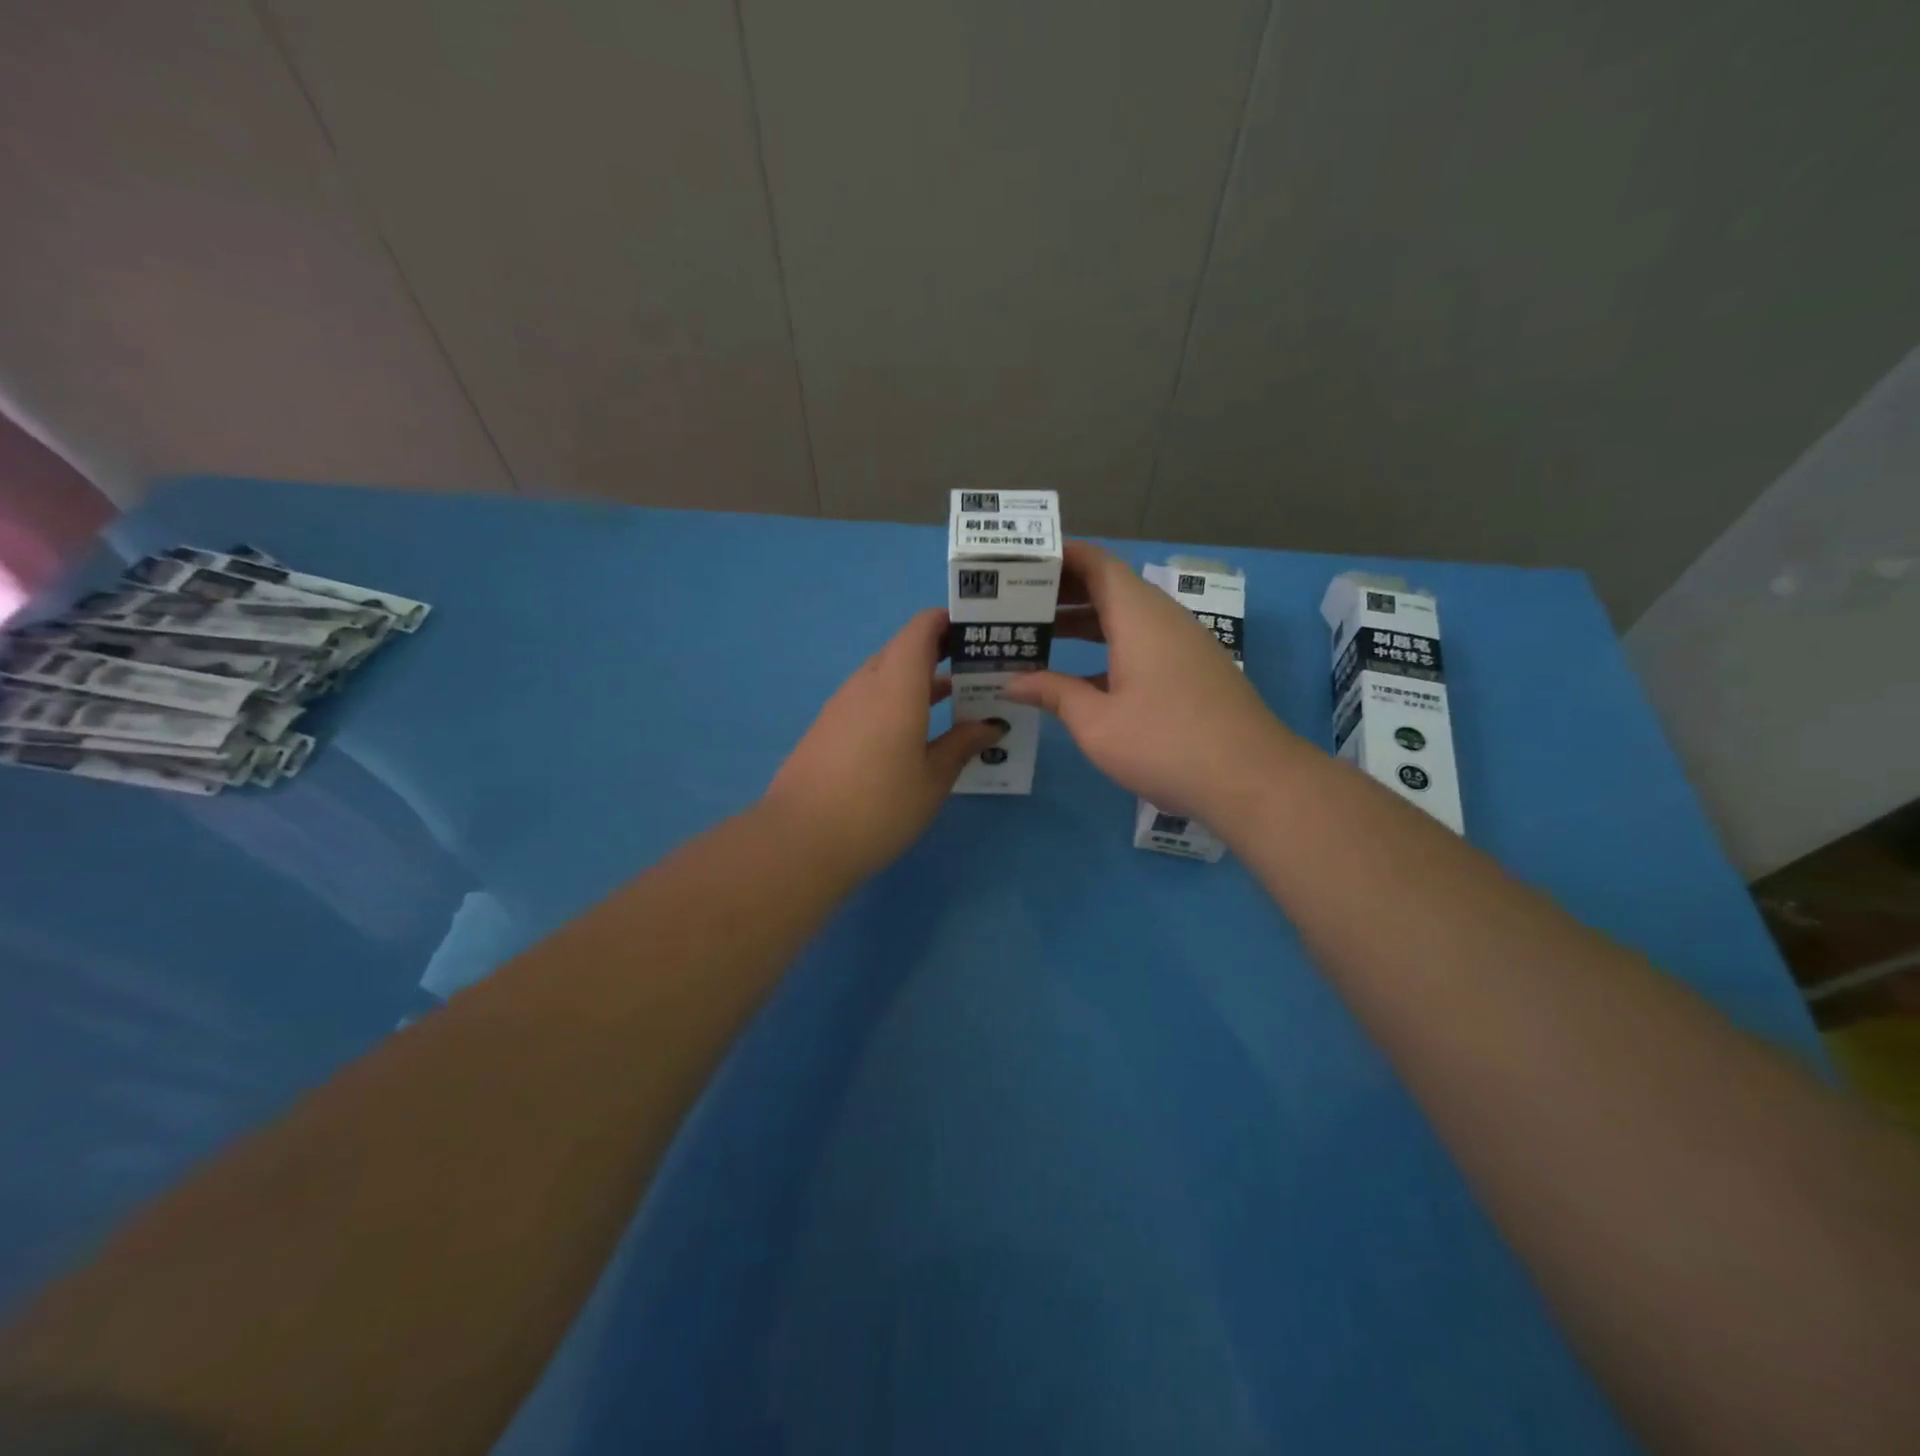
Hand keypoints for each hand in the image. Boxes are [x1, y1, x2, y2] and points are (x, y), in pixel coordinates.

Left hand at [763, 608, 1004, 879]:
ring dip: (915, 680)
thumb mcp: (932, 779)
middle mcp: (865, 685)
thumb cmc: (880, 807)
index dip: (947, 622)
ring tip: (952, 700)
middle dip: (937, 653)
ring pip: (883, 676)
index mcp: (896, 686)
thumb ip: (962, 744)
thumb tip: (990, 724)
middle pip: (901, 650)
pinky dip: (893, 702)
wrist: (800, 841)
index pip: (920, 630)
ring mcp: (839, 707)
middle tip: (974, 670)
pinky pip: (866, 699)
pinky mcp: (825, 729)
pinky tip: (911, 734)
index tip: (975, 633)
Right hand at [1003, 540, 1298, 825]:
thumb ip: (1054, 694)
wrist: (1251, 780)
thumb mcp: (1097, 723)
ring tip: (1037, 635)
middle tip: (1014, 602)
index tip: (1021, 560)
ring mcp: (1183, 646)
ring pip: (1125, 619)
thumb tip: (1012, 682)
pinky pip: (1141, 644)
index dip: (1059, 556)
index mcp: (1139, 616)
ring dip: (1083, 622)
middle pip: (1109, 588)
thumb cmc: (1166, 743)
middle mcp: (1163, 619)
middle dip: (1062, 591)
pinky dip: (1107, 649)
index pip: (1096, 564)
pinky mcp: (1193, 673)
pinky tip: (1079, 678)